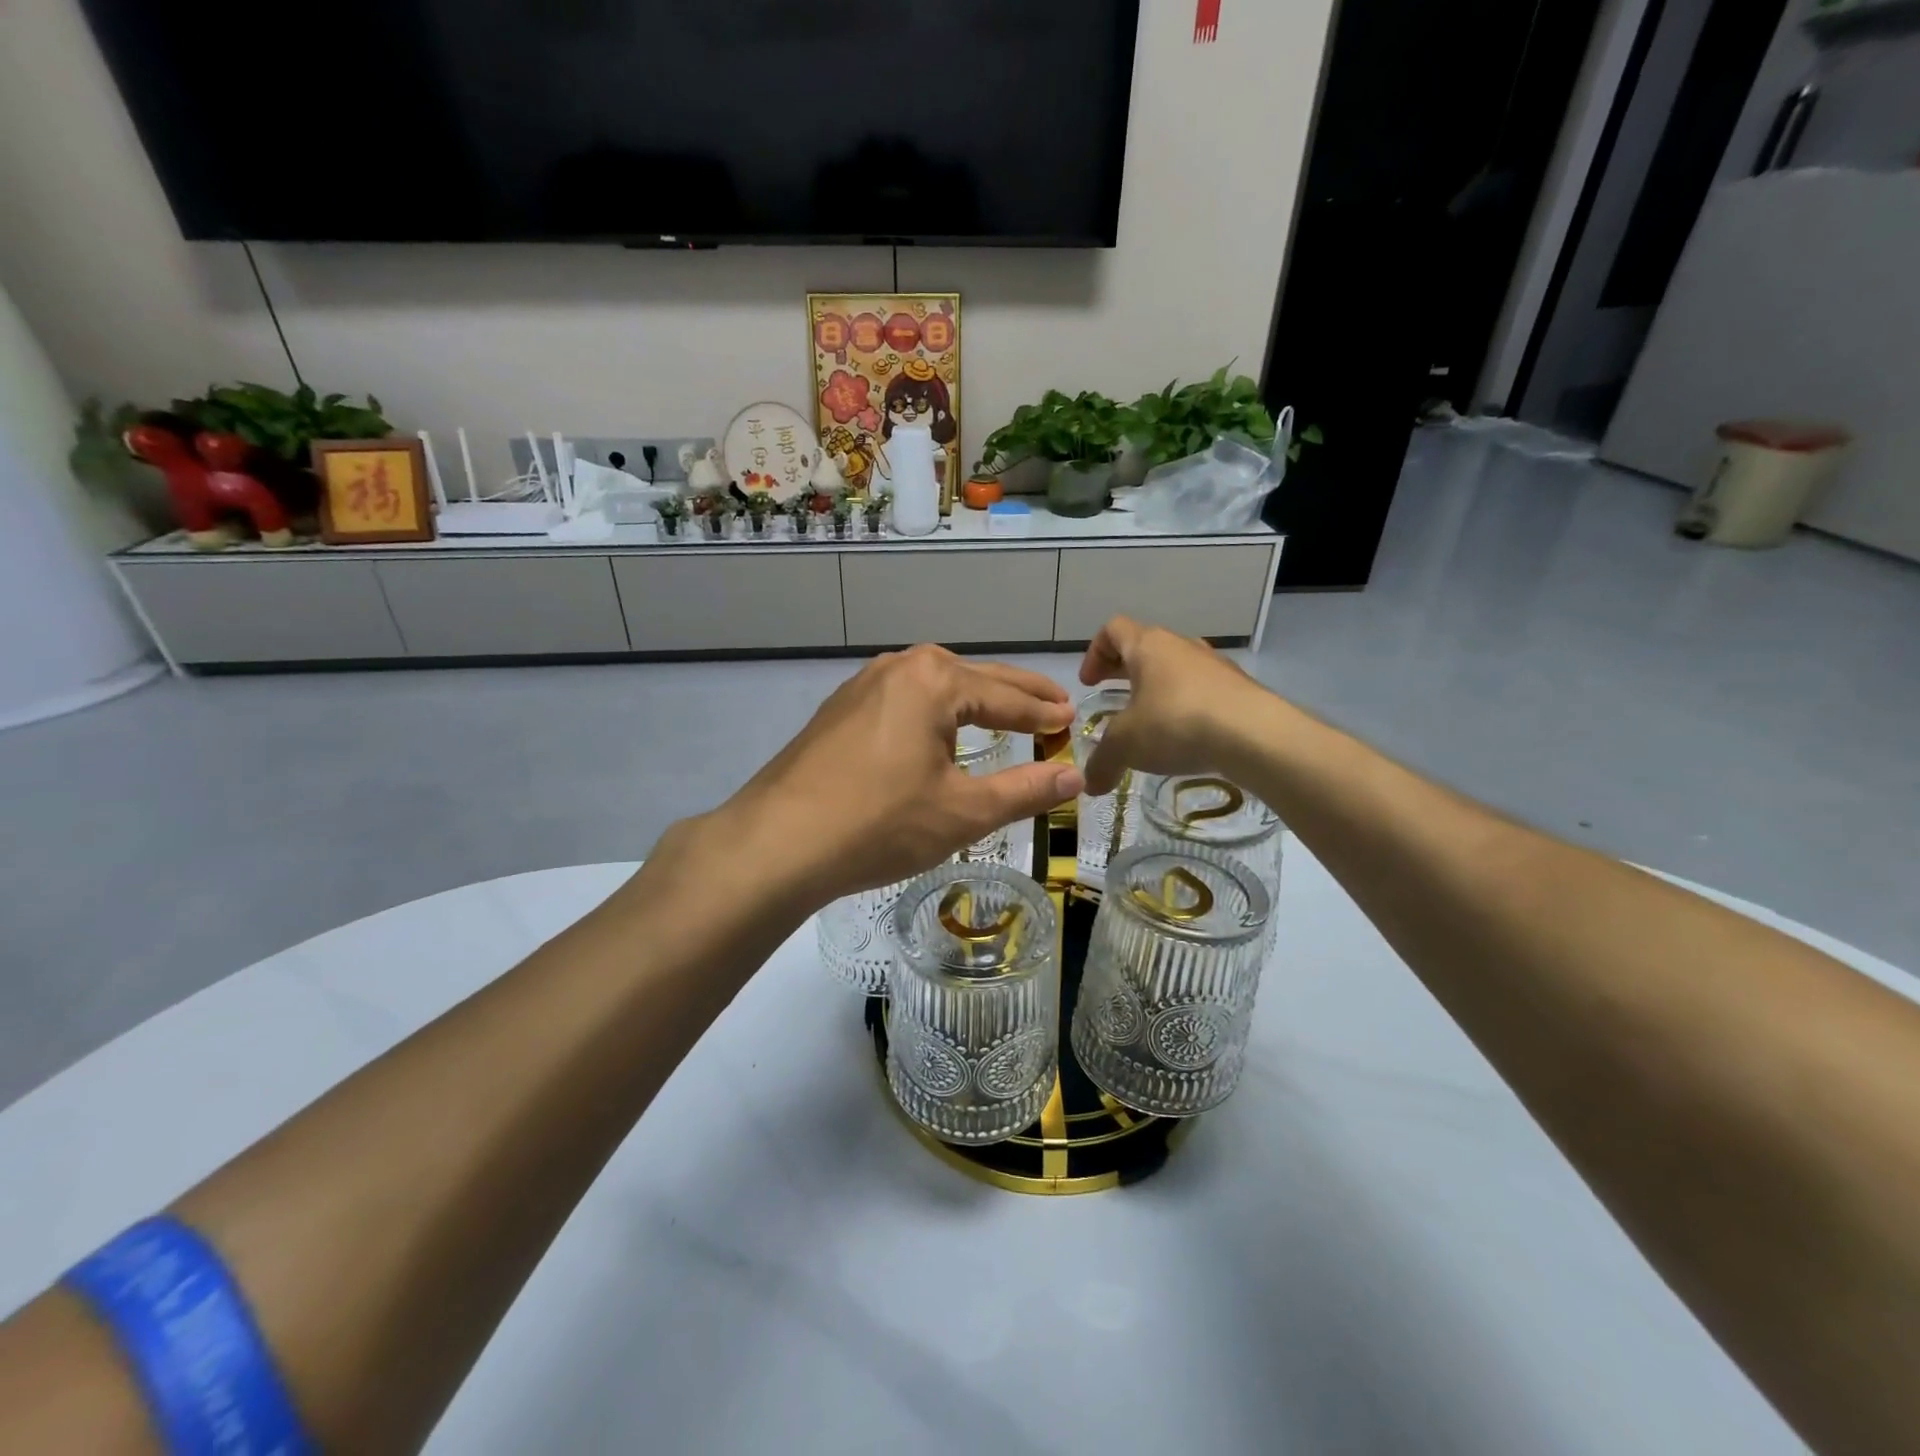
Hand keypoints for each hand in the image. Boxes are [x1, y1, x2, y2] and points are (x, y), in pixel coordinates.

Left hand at [716, 645, 1082, 907]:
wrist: (777, 842)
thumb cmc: (880, 824)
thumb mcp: (963, 811)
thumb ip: (1025, 790)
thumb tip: (1076, 776)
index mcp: (935, 680)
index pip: (1007, 696)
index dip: (1043, 713)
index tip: (1072, 720)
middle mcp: (899, 667)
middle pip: (972, 677)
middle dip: (1015, 693)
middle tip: (1053, 705)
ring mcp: (862, 684)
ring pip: (934, 684)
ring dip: (972, 696)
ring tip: (1002, 711)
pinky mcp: (839, 709)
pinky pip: (903, 698)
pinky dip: (934, 709)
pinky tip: (935, 728)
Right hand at [1077, 617, 1268, 794]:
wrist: (1255, 735)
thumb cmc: (1176, 723)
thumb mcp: (1126, 746)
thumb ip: (1102, 762)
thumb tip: (1090, 785)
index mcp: (1148, 646)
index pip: (1113, 630)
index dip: (1095, 652)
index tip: (1090, 683)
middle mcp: (1181, 646)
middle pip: (1145, 646)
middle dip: (1124, 670)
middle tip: (1111, 696)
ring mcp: (1215, 665)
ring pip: (1176, 668)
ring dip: (1158, 688)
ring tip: (1151, 722)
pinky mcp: (1240, 688)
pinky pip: (1203, 690)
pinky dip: (1187, 706)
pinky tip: (1186, 738)